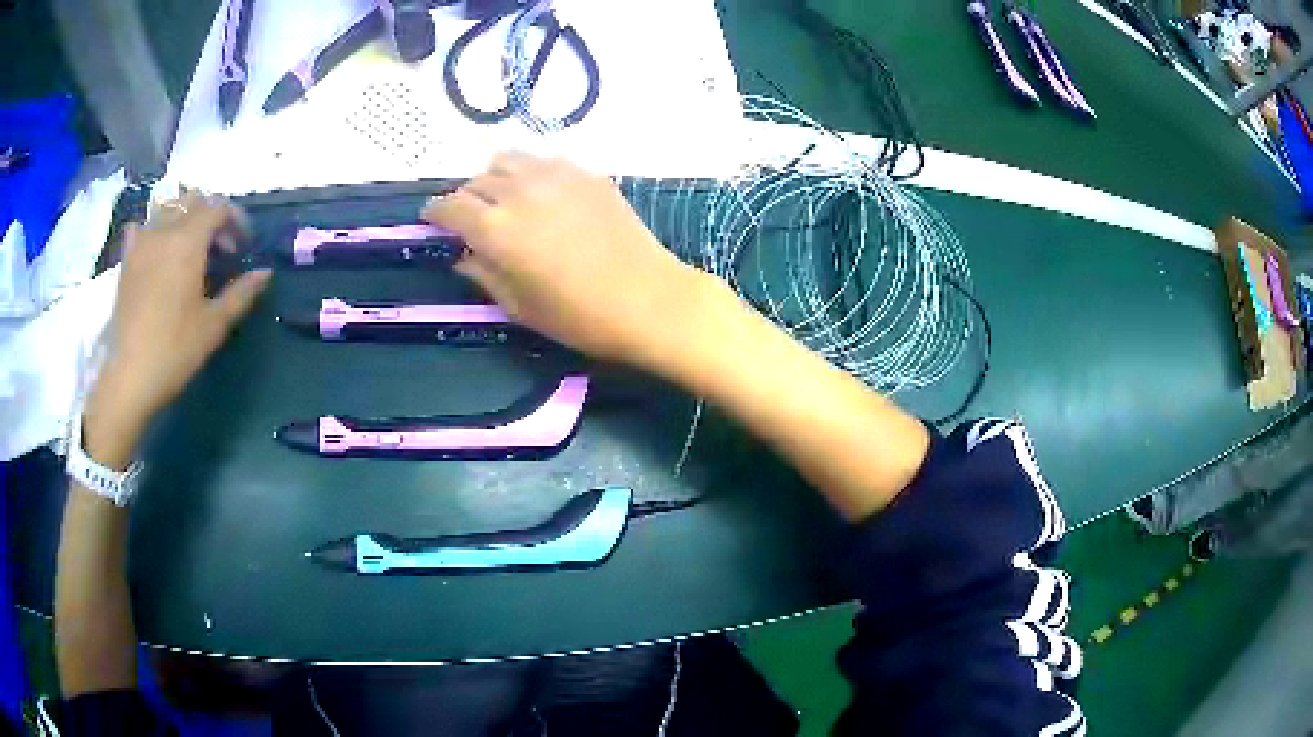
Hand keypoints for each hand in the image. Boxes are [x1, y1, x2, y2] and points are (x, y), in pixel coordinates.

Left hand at [85, 193, 270, 467]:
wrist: (130, 375)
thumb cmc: (175, 350)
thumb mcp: (214, 325)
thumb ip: (241, 293)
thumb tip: (265, 272)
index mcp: (189, 241)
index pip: (218, 207)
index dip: (235, 220)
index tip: (243, 246)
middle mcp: (165, 230)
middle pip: (193, 201)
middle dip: (211, 216)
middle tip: (219, 247)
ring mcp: (142, 242)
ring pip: (167, 208)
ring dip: (183, 218)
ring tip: (188, 246)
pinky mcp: (126, 260)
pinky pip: (140, 227)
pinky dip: (152, 229)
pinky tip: (155, 248)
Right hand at [423, 152, 710, 369]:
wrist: (649, 299)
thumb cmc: (579, 317)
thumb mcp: (519, 307)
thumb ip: (483, 275)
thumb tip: (462, 256)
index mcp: (496, 228)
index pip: (449, 206)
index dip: (435, 213)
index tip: (433, 221)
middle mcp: (520, 191)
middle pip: (477, 180)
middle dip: (466, 198)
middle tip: (473, 219)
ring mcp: (557, 175)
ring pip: (509, 160)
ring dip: (497, 178)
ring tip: (506, 200)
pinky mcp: (587, 173)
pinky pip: (545, 162)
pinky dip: (531, 173)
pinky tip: (544, 196)